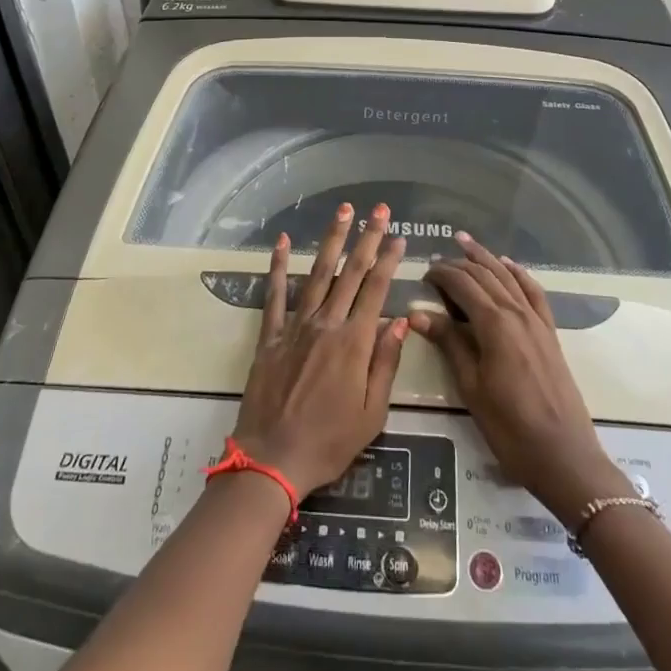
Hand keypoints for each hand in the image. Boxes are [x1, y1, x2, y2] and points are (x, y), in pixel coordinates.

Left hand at [231, 203, 409, 495]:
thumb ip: (385, 364)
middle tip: (379, 210)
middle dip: (367, 238)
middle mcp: (326, 325)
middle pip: (350, 273)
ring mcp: (296, 327)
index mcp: (354, 343)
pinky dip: (278, 267)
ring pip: (317, 274)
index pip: (376, 290)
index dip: (389, 261)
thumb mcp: (372, 414)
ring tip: (342, 212)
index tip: (400, 237)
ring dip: (331, 240)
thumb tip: (399, 322)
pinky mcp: (271, 336)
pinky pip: (275, 295)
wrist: (272, 460)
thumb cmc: (329, 442)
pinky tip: (282, 243)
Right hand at [411, 235, 630, 522]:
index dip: (442, 275)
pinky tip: (509, 266)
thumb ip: (449, 344)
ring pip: (508, 277)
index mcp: (494, 324)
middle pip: (485, 275)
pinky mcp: (550, 333)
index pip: (463, 285)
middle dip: (459, 263)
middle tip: (437, 261)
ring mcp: (537, 321)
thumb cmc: (510, 428)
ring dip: (487, 258)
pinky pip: (534, 292)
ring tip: (466, 243)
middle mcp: (517, 313)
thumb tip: (417, 314)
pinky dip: (519, 274)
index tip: (423, 274)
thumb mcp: (471, 388)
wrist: (564, 456)